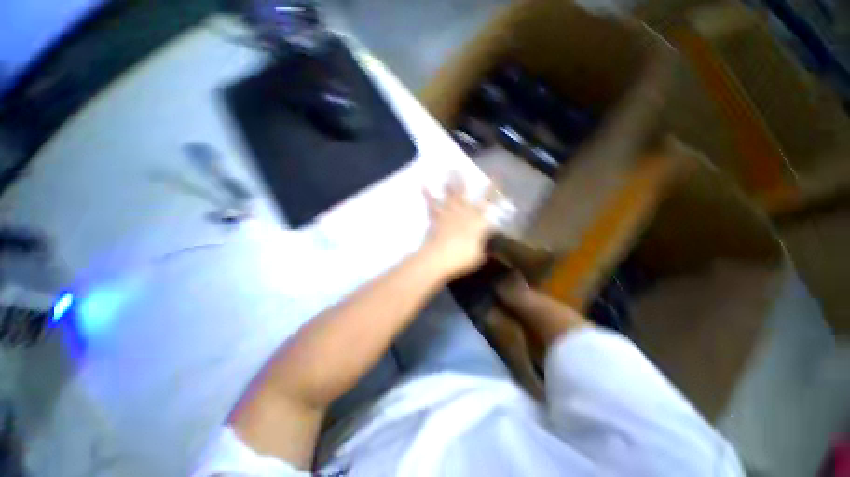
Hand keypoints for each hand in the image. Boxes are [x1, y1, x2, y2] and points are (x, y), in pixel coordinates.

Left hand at [422, 175, 498, 277]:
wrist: (440, 257)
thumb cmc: (463, 257)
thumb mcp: (478, 254)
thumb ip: (481, 244)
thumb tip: (482, 240)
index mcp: (477, 220)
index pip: (487, 203)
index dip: (492, 191)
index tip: (495, 178)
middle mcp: (463, 212)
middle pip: (464, 194)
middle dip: (464, 181)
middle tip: (461, 168)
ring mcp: (448, 213)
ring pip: (449, 195)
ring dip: (449, 183)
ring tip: (448, 171)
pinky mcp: (436, 218)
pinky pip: (432, 204)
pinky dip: (427, 195)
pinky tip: (423, 185)